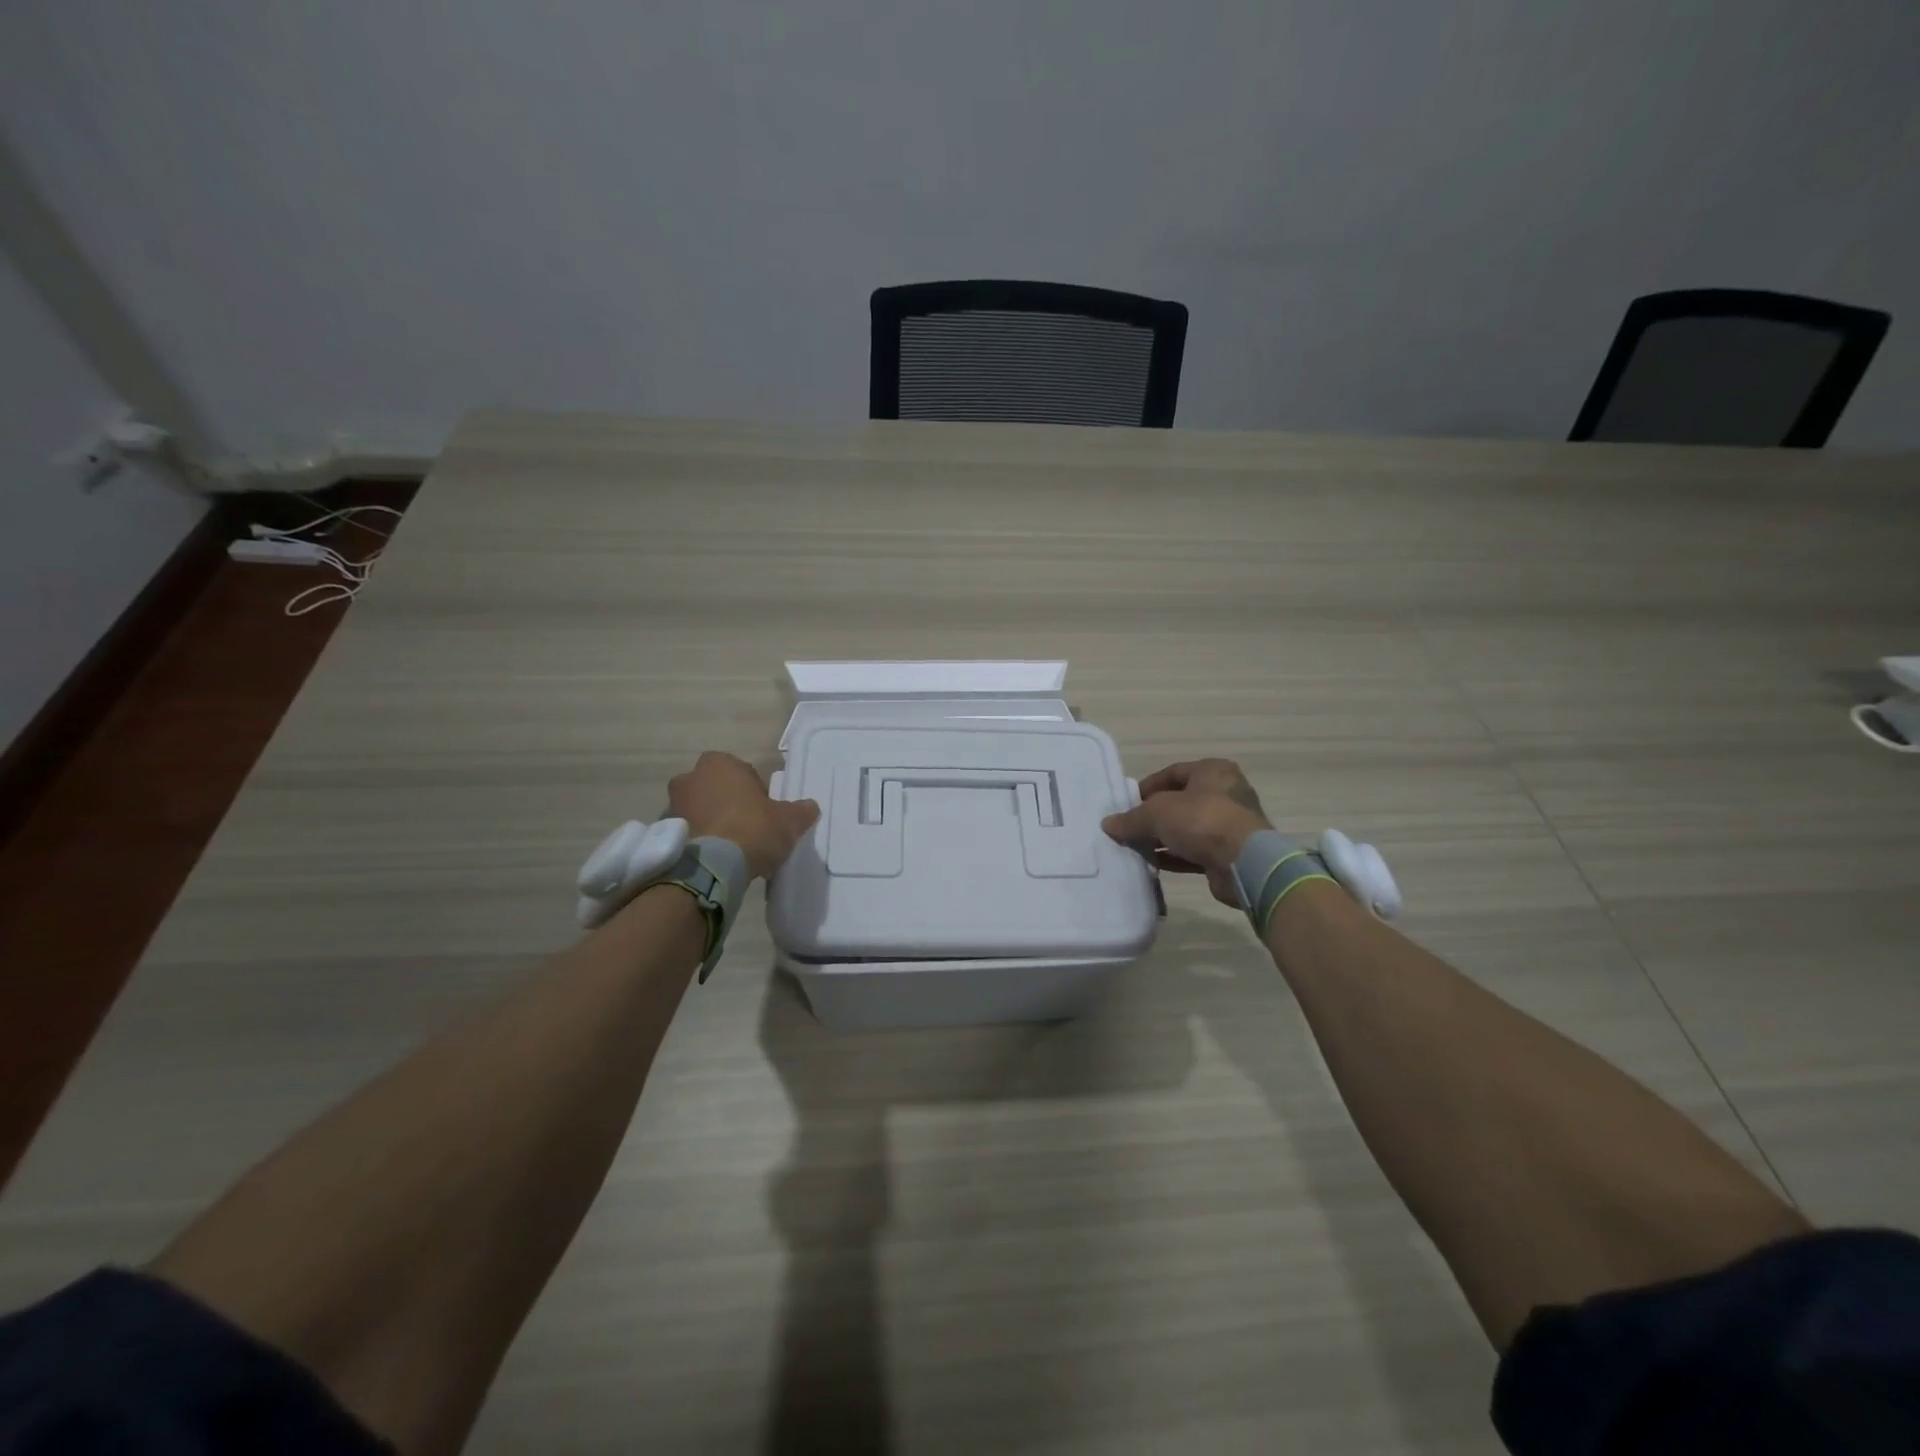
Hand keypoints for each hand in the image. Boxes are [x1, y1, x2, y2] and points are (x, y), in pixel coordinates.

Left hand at [668, 752, 819, 879]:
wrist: (712, 868)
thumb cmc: (752, 829)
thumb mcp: (789, 820)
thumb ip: (801, 811)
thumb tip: (810, 807)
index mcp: (720, 763)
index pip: (741, 772)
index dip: (755, 792)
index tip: (764, 812)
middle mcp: (690, 777)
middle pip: (715, 789)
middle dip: (728, 804)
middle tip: (747, 828)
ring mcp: (672, 805)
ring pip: (698, 810)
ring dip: (711, 822)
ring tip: (730, 848)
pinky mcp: (663, 834)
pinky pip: (687, 833)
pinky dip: (698, 841)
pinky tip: (715, 860)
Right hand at [1101, 758, 1274, 906]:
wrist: (1244, 863)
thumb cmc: (1201, 820)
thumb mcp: (1157, 813)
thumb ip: (1131, 818)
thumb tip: (1108, 824)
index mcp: (1213, 772)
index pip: (1173, 772)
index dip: (1148, 786)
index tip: (1127, 802)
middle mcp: (1225, 794)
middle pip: (1181, 801)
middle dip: (1154, 815)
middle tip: (1130, 826)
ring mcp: (1229, 825)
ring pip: (1187, 828)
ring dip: (1163, 838)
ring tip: (1136, 847)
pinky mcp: (1228, 853)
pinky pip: (1195, 851)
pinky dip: (1174, 856)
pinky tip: (1153, 863)